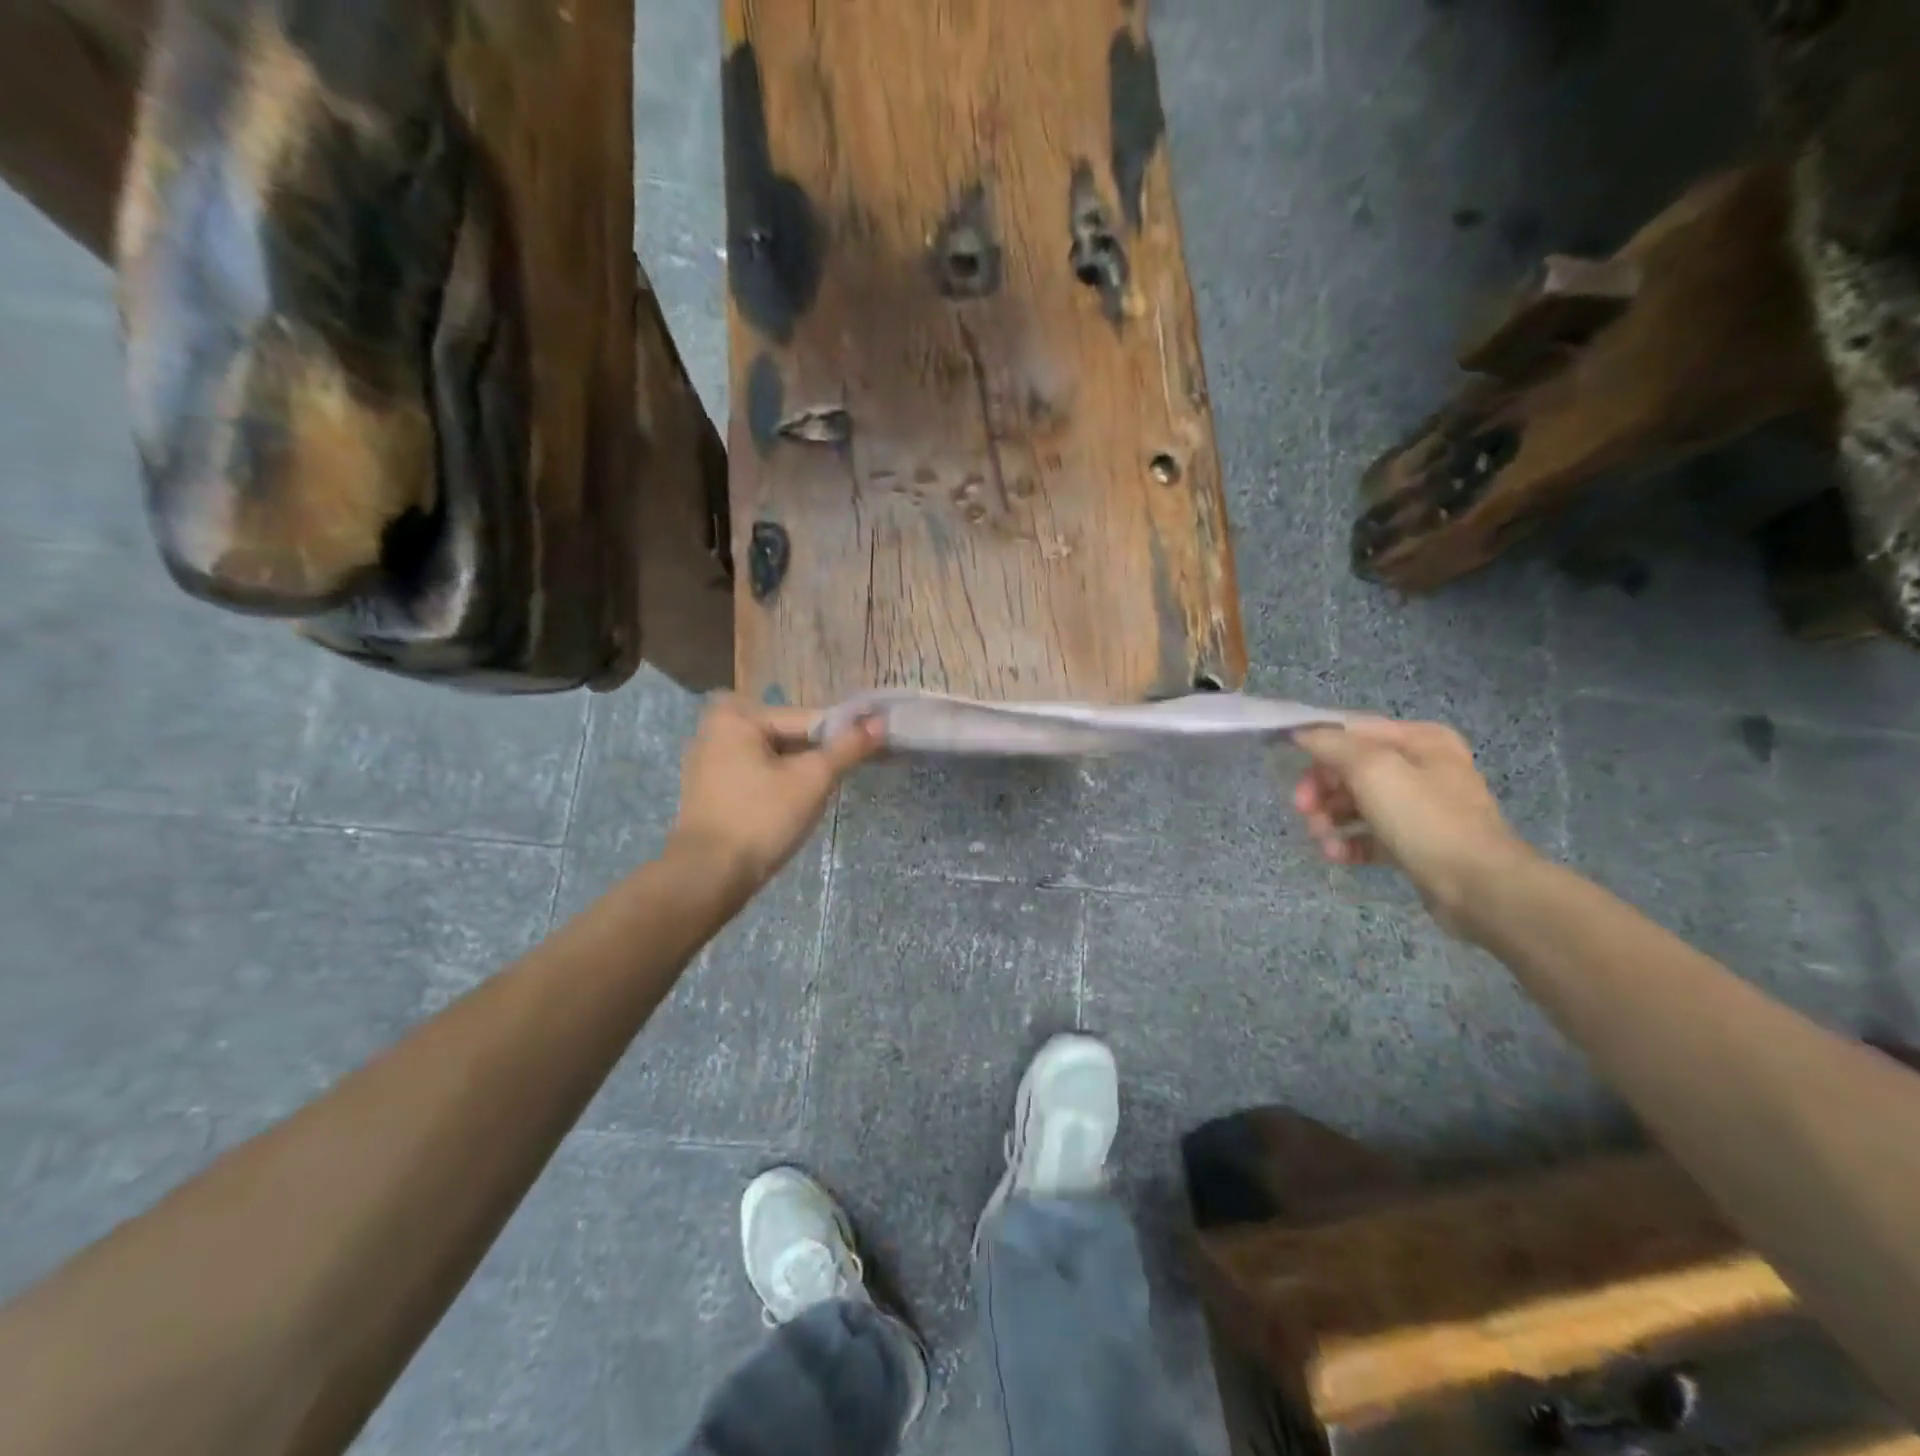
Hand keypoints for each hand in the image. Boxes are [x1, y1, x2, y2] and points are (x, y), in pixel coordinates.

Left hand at [667, 695, 883, 896]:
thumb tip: (881, 722)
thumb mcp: (813, 779)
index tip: (872, 749)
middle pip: (787, 735)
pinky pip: (756, 774)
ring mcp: (708, 761)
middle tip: (842, 777)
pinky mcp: (709, 789)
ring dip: (799, 770)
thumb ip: (848, 747)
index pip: (806, 719)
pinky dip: (778, 783)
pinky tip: (794, 806)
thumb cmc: (762, 818)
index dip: (842, 736)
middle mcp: (716, 729)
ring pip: (773, 757)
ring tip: (821, 794)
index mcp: (737, 717)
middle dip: (817, 755)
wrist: (709, 876)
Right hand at [1292, 716, 1533, 932]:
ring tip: (1321, 839)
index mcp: (1419, 740)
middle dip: (1321, 789)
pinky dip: (1349, 842)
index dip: (1317, 744)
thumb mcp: (1373, 769)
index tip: (1288, 766)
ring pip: (1357, 804)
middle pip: (1351, 769)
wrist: (1479, 887)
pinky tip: (1336, 855)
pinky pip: (1370, 835)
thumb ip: (1332, 745)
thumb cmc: (1425, 819)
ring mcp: (1421, 807)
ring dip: (1330, 819)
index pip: (1353, 731)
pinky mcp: (1416, 843)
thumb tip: (1302, 733)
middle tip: (1302, 810)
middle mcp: (1423, 767)